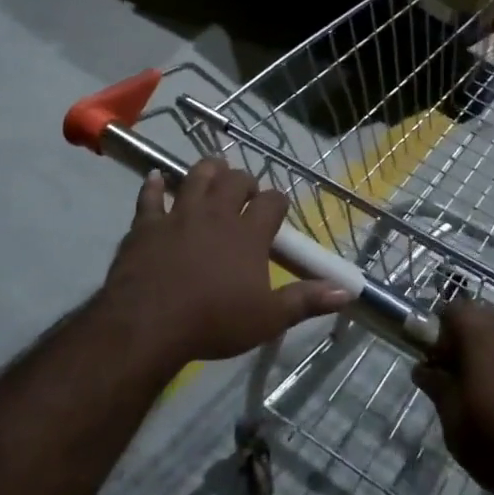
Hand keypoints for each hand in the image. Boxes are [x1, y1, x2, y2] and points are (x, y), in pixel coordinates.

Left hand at [100, 159, 350, 372]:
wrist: (150, 324)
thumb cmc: (214, 322)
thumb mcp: (268, 318)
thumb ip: (306, 301)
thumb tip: (346, 291)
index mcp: (248, 233)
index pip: (272, 202)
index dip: (278, 201)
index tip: (278, 209)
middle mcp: (216, 214)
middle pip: (234, 181)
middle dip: (244, 181)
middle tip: (246, 192)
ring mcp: (178, 215)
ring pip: (196, 177)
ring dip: (207, 170)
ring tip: (213, 171)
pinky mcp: (146, 224)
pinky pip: (149, 196)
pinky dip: (154, 185)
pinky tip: (155, 177)